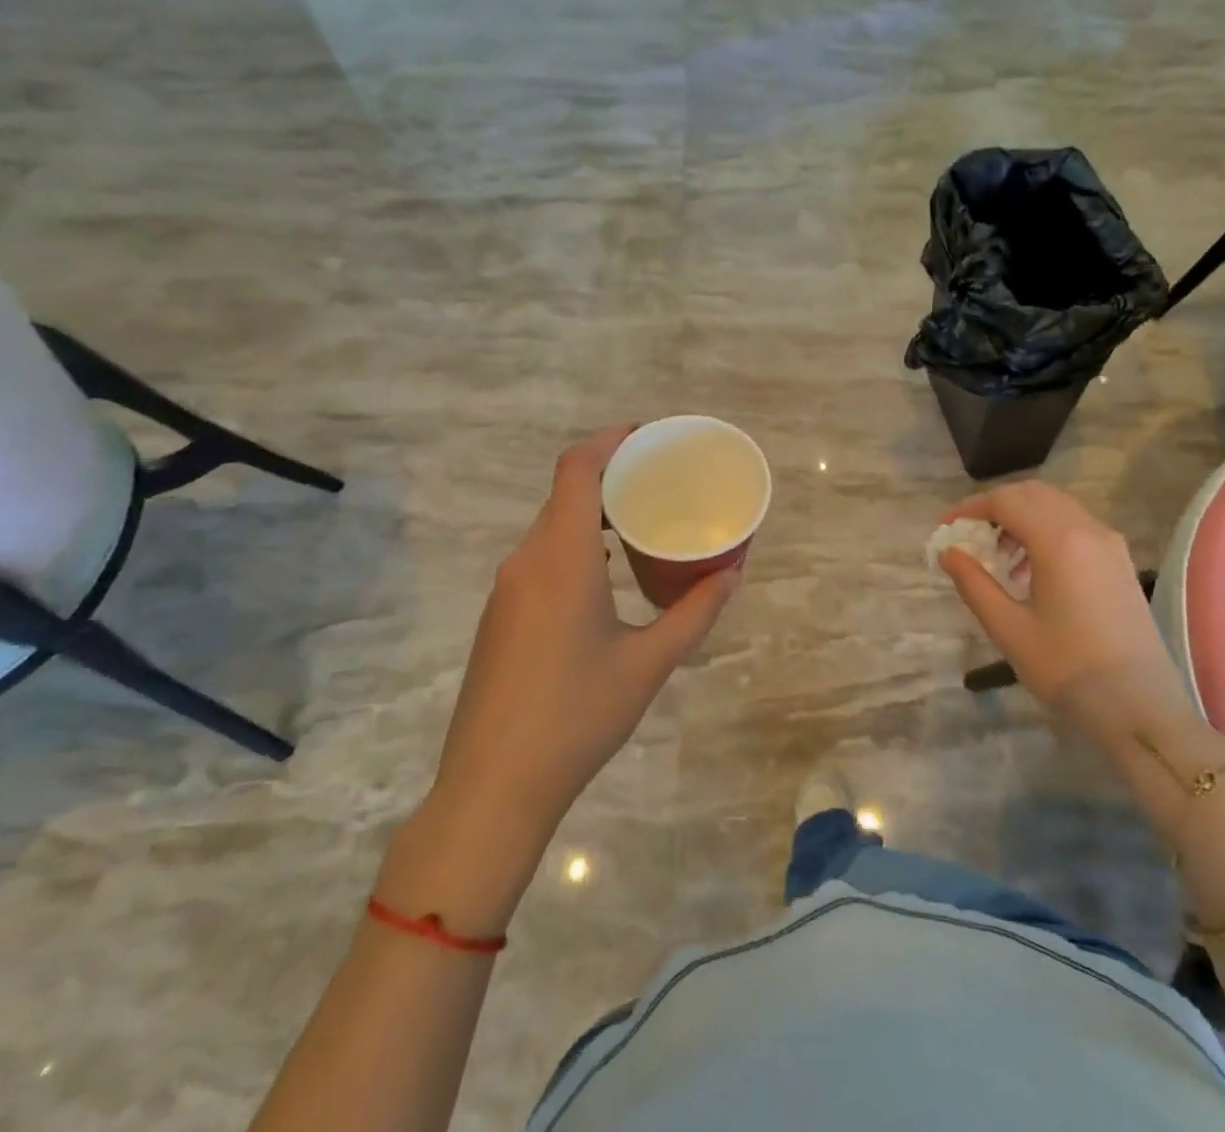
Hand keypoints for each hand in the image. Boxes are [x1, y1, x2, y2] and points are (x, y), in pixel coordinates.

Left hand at [427, 426, 741, 846]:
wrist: (492, 787)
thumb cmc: (577, 716)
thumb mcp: (649, 663)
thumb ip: (695, 613)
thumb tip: (733, 574)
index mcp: (560, 558)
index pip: (576, 469)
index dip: (610, 440)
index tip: (650, 437)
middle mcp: (526, 560)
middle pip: (564, 492)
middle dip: (611, 474)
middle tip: (661, 480)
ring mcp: (507, 589)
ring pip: (551, 526)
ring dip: (592, 511)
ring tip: (641, 521)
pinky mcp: (501, 615)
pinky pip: (541, 556)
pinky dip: (575, 543)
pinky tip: (606, 572)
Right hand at [939, 481, 1203, 747]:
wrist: (1140, 709)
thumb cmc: (1067, 669)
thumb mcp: (1009, 629)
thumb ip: (974, 584)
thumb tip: (948, 552)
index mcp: (1059, 541)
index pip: (1006, 501)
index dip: (971, 508)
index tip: (947, 528)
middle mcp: (1088, 530)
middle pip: (1034, 495)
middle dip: (997, 507)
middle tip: (971, 535)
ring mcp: (1110, 544)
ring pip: (1057, 507)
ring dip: (1023, 518)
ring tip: (1000, 557)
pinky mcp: (1121, 562)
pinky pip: (1077, 527)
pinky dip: (1047, 531)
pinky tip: (1033, 571)